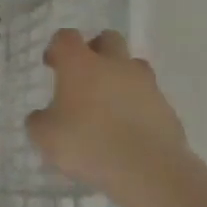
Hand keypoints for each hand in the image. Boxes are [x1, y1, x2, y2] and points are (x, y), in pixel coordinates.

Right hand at [25, 29, 190, 197]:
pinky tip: (127, 129)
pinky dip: (137, 105)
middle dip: (95, 50)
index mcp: (80, 65)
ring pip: (132, 66)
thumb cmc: (87, 144)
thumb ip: (39, 121)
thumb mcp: (45, 137)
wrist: (147, 169)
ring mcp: (145, 84)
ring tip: (108, 104)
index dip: (57, 48)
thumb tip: (43, 116)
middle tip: (84, 76)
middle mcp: (114, 65)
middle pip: (107, 39)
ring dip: (120, 76)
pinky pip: (148, 96)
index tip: (51, 66)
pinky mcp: (166, 107)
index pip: (66, 37)